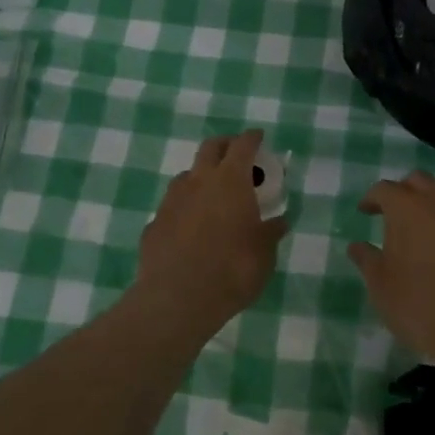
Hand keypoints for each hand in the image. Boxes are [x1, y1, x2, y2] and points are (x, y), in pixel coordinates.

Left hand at [134, 131, 287, 327]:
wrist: (177, 299)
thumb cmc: (232, 270)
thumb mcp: (264, 254)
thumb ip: (271, 233)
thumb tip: (280, 221)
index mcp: (230, 181)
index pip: (242, 146)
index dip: (251, 138)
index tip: (258, 136)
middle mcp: (198, 181)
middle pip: (210, 148)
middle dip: (224, 145)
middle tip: (235, 154)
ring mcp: (171, 201)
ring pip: (187, 176)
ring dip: (201, 177)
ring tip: (213, 194)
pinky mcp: (154, 224)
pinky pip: (172, 207)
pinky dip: (185, 209)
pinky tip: (190, 228)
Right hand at [348, 171, 434, 365]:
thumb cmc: (420, 306)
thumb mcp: (381, 286)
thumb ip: (367, 260)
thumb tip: (356, 246)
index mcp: (406, 208)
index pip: (384, 189)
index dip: (372, 198)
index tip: (366, 211)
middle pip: (419, 181)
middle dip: (405, 191)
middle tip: (397, 213)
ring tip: (431, 227)